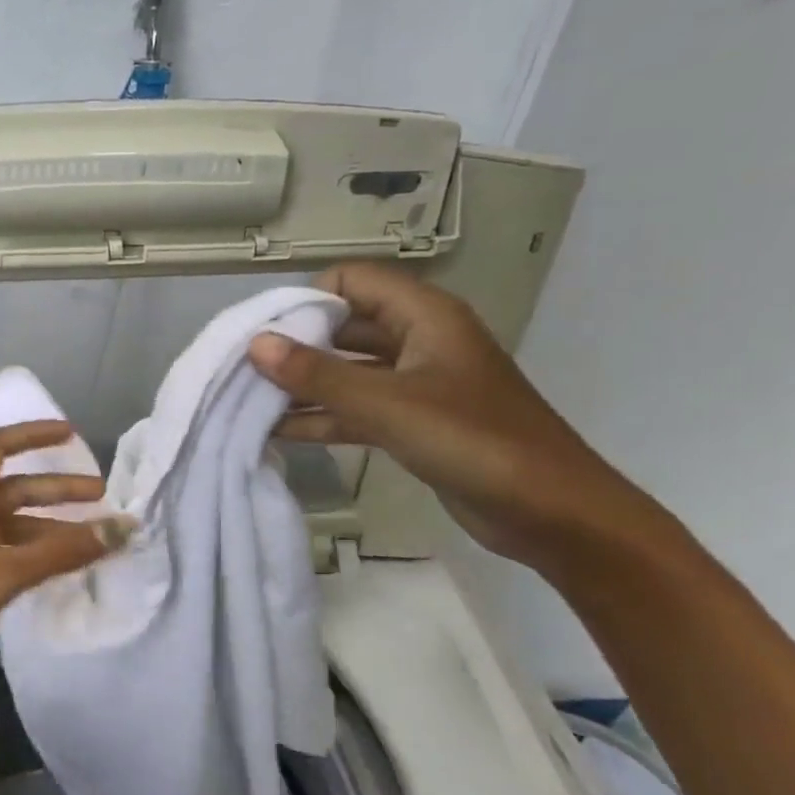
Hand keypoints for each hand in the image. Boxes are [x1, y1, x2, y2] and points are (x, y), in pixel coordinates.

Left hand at [0, 421, 129, 696]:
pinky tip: (58, 567)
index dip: (32, 434)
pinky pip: (6, 552)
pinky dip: (35, 554)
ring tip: (92, 540)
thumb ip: (62, 551)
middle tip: (101, 497)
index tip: (70, 434)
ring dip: (51, 527)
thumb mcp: (5, 571)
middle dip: (58, 490)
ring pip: (14, 525)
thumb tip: (120, 527)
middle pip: (15, 489)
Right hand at [250, 263, 658, 570]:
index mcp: (424, 316)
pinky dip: (322, 418)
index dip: (306, 299)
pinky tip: (278, 432)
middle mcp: (418, 341)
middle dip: (296, 346)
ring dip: (303, 386)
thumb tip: (257, 344)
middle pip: (344, 327)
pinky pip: (357, 409)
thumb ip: (318, 375)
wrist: (550, 512)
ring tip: (248, 401)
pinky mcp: (413, 424)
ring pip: (347, 372)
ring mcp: (416, 385)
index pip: (352, 281)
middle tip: (244, 369)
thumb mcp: (388, 404)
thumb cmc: (473, 442)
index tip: (263, 331)